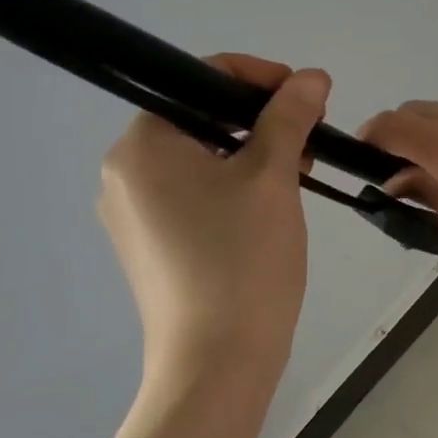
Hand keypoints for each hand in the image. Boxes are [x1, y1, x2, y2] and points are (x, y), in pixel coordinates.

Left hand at [98, 54, 329, 382]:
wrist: (217, 361)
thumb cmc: (242, 259)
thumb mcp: (273, 176)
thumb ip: (290, 116)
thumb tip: (312, 76)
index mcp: (142, 144)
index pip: (199, 79)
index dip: (259, 77)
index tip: (307, 96)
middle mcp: (125, 172)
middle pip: (201, 119)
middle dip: (261, 120)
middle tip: (310, 140)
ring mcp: (134, 213)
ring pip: (201, 159)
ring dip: (252, 155)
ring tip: (299, 175)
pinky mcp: (151, 246)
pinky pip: (194, 195)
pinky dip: (233, 188)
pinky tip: (269, 209)